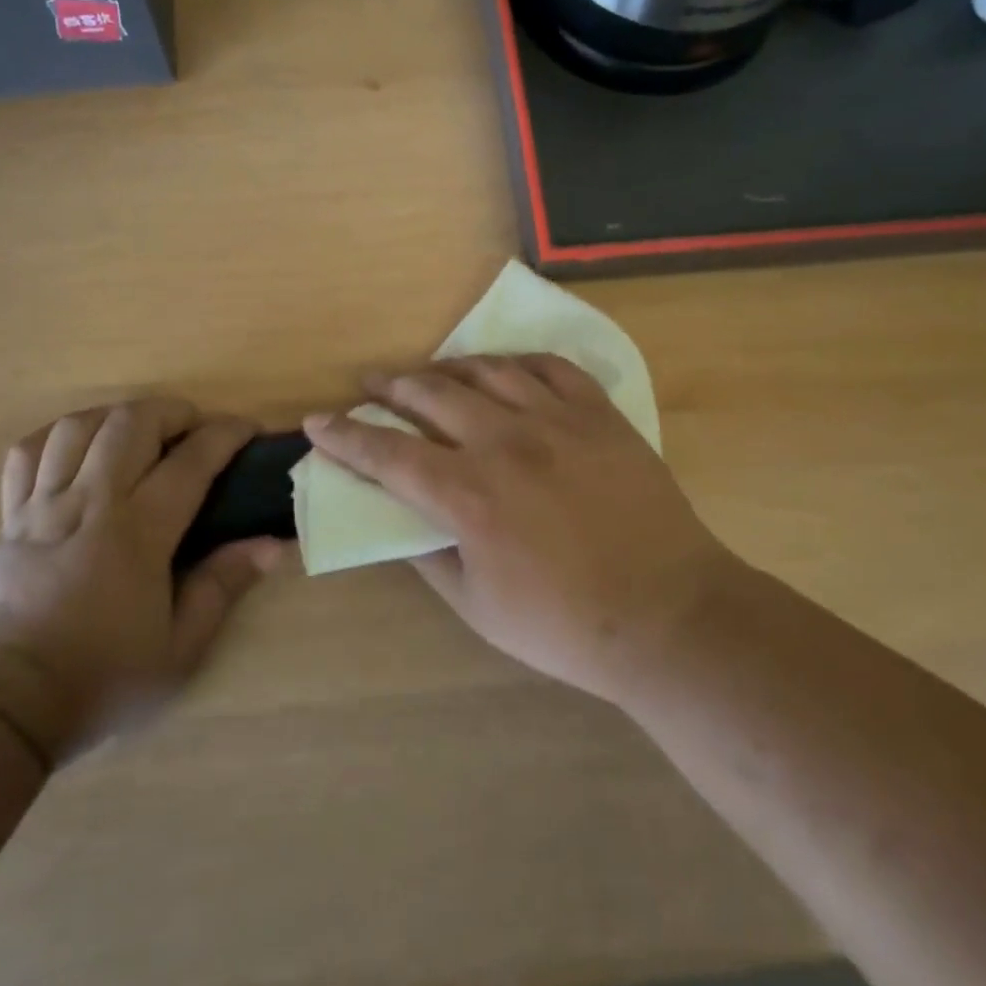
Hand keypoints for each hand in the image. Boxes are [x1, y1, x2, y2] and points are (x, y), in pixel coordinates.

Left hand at [0, 399, 285, 763]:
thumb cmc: (98, 681)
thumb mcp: (178, 650)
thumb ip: (223, 587)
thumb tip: (272, 545)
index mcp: (137, 534)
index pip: (190, 461)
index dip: (225, 435)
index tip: (247, 430)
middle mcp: (90, 504)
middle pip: (130, 423)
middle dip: (171, 411)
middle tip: (192, 429)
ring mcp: (42, 507)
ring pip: (77, 427)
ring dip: (116, 416)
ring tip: (137, 433)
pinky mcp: (7, 519)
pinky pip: (25, 454)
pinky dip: (56, 437)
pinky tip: (76, 448)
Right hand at [304, 356, 739, 708]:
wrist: (669, 615)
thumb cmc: (565, 624)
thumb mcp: (477, 607)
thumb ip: (428, 556)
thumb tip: (399, 520)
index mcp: (468, 495)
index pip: (387, 454)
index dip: (345, 437)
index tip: (317, 421)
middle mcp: (505, 443)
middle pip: (431, 395)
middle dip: (390, 386)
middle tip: (370, 383)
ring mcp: (557, 420)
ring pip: (487, 370)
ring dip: (447, 367)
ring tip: (429, 372)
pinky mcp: (599, 415)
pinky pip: (550, 367)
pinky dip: (516, 361)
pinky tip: (504, 368)